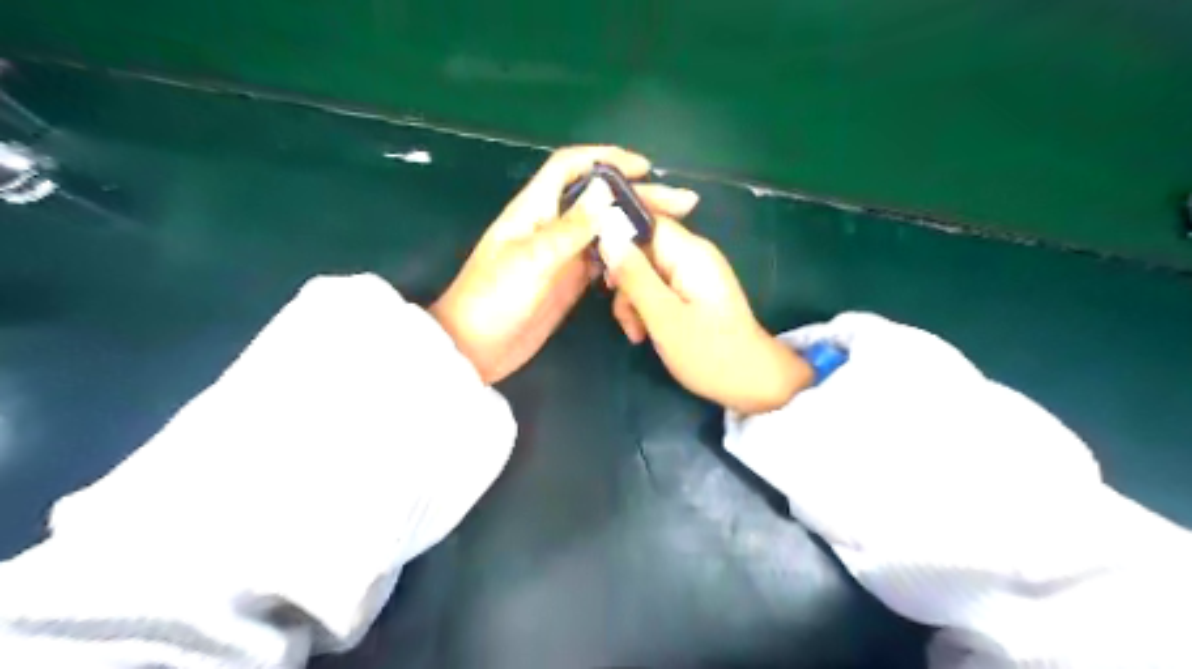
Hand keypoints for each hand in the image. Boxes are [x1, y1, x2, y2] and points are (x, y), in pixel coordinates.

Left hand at [433, 146, 701, 384]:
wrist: (476, 349)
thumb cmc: (494, 300)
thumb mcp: (531, 261)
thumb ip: (570, 228)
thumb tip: (607, 189)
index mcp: (534, 208)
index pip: (570, 167)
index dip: (607, 158)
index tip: (645, 168)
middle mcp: (551, 224)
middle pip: (599, 198)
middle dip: (639, 195)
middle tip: (682, 202)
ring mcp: (563, 253)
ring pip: (606, 227)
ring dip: (638, 224)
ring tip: (674, 227)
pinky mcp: (570, 279)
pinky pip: (605, 258)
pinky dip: (626, 253)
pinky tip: (649, 257)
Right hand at [602, 215, 813, 412]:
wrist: (751, 382)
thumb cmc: (709, 352)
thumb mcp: (663, 317)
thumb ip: (634, 275)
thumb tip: (605, 232)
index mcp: (689, 253)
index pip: (645, 217)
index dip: (615, 232)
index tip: (595, 262)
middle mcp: (691, 254)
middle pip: (641, 247)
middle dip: (624, 278)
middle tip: (623, 313)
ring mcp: (692, 273)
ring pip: (645, 271)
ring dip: (632, 299)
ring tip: (636, 333)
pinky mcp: (691, 291)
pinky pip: (657, 286)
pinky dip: (645, 306)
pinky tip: (644, 333)